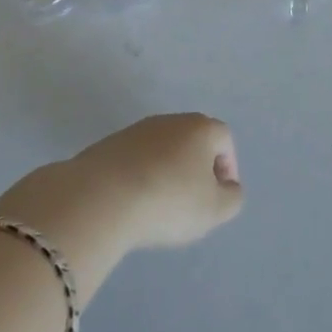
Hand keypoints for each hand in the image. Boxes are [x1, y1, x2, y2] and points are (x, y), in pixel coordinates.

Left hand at [70, 112, 245, 249]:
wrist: (100, 198)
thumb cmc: (168, 201)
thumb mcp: (214, 209)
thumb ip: (231, 197)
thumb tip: (228, 187)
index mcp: (200, 128)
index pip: (224, 138)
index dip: (228, 165)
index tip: (220, 194)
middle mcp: (169, 121)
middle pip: (192, 139)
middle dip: (197, 167)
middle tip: (193, 199)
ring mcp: (135, 130)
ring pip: (162, 148)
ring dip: (167, 171)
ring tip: (160, 204)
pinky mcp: (107, 145)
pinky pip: (134, 159)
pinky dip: (140, 176)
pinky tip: (133, 201)